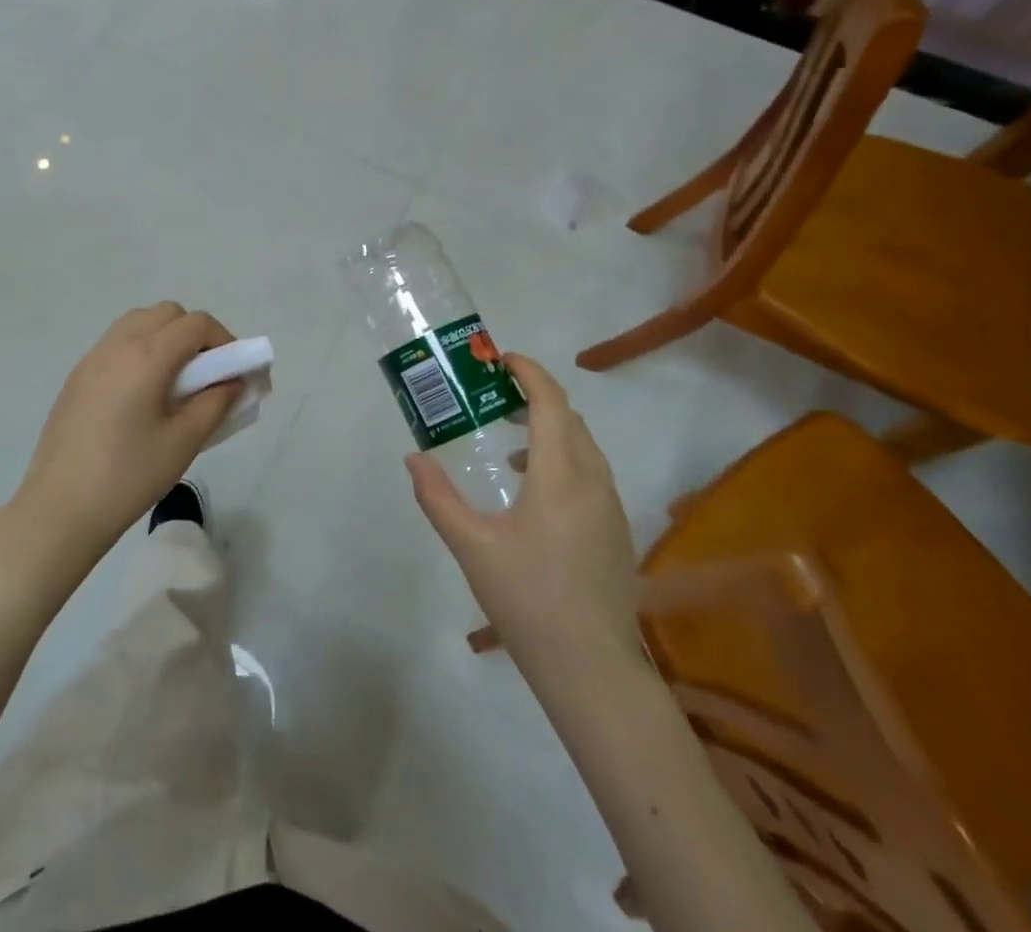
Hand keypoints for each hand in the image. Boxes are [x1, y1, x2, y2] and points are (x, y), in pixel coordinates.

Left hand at [8, 304, 240, 572]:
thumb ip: (215, 404)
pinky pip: (117, 343)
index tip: (234, 370)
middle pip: (167, 314)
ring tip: (175, 381)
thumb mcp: (183, 443)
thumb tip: (233, 381)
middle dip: (195, 334)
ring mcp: (92, 358)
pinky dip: (140, 349)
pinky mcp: (77, 376)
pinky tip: (143, 393)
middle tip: (207, 373)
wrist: (60, 508)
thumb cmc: (128, 476)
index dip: (224, 339)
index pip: (196, 324)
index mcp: (146, 356)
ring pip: (138, 322)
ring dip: (165, 337)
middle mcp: (118, 345)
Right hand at [406, 353, 639, 665]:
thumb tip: (413, 458)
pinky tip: (534, 491)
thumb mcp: (471, 547)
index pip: (551, 402)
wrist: (591, 669)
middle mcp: (593, 481)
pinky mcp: (617, 531)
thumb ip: (438, 497)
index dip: (529, 373)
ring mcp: (611, 507)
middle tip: (496, 396)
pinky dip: (564, 457)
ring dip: (551, 428)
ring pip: (584, 445)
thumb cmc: (527, 600)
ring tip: (510, 443)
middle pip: (570, 418)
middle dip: (536, 396)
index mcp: (560, 476)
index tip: (500, 361)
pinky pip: (592, 472)